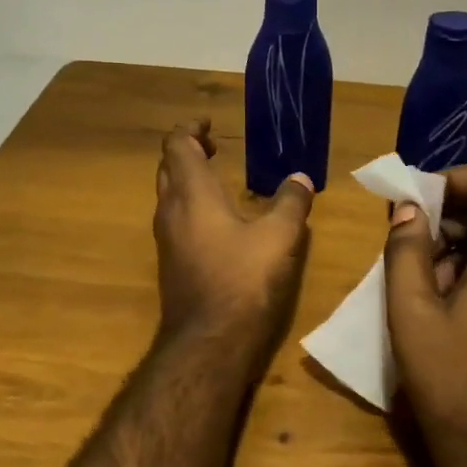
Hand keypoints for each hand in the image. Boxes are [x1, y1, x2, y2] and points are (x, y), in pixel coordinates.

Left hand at [154, 120, 314, 349]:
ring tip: (216, 180)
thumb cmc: (243, 279)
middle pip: (167, 168)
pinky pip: (174, 221)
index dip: (189, 129)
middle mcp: (170, 211)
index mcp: (191, 194)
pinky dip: (190, 207)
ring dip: (186, 181)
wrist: (208, 341)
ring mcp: (166, 240)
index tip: (208, 124)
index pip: (177, 146)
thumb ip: (290, 203)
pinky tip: (216, 222)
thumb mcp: (279, 237)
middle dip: (187, 152)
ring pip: (168, 196)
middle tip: (214, 148)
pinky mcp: (170, 264)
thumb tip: (300, 178)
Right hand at [383, 168, 466, 466]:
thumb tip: (409, 209)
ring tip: (425, 285)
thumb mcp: (412, 315)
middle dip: (452, 218)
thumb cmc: (453, 385)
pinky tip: (454, 310)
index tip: (415, 203)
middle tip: (409, 247)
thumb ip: (406, 251)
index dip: (452, 179)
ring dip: (465, 248)